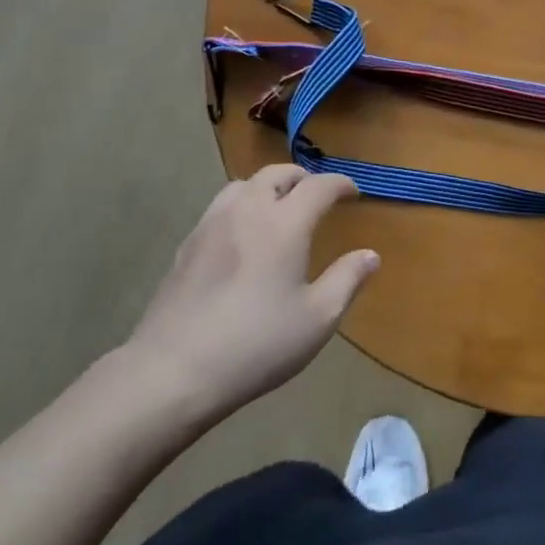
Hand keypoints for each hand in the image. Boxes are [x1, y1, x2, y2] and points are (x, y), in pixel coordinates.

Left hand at [121, 165, 377, 426]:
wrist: (174, 370)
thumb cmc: (256, 344)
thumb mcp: (317, 319)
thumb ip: (347, 280)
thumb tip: (370, 255)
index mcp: (284, 224)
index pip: (318, 186)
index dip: (339, 184)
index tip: (353, 191)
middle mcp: (247, 211)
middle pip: (276, 174)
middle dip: (302, 178)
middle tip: (317, 195)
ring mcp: (211, 225)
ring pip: (243, 185)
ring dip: (268, 186)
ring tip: (279, 207)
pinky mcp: (187, 245)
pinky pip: (220, 207)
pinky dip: (242, 206)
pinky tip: (243, 236)